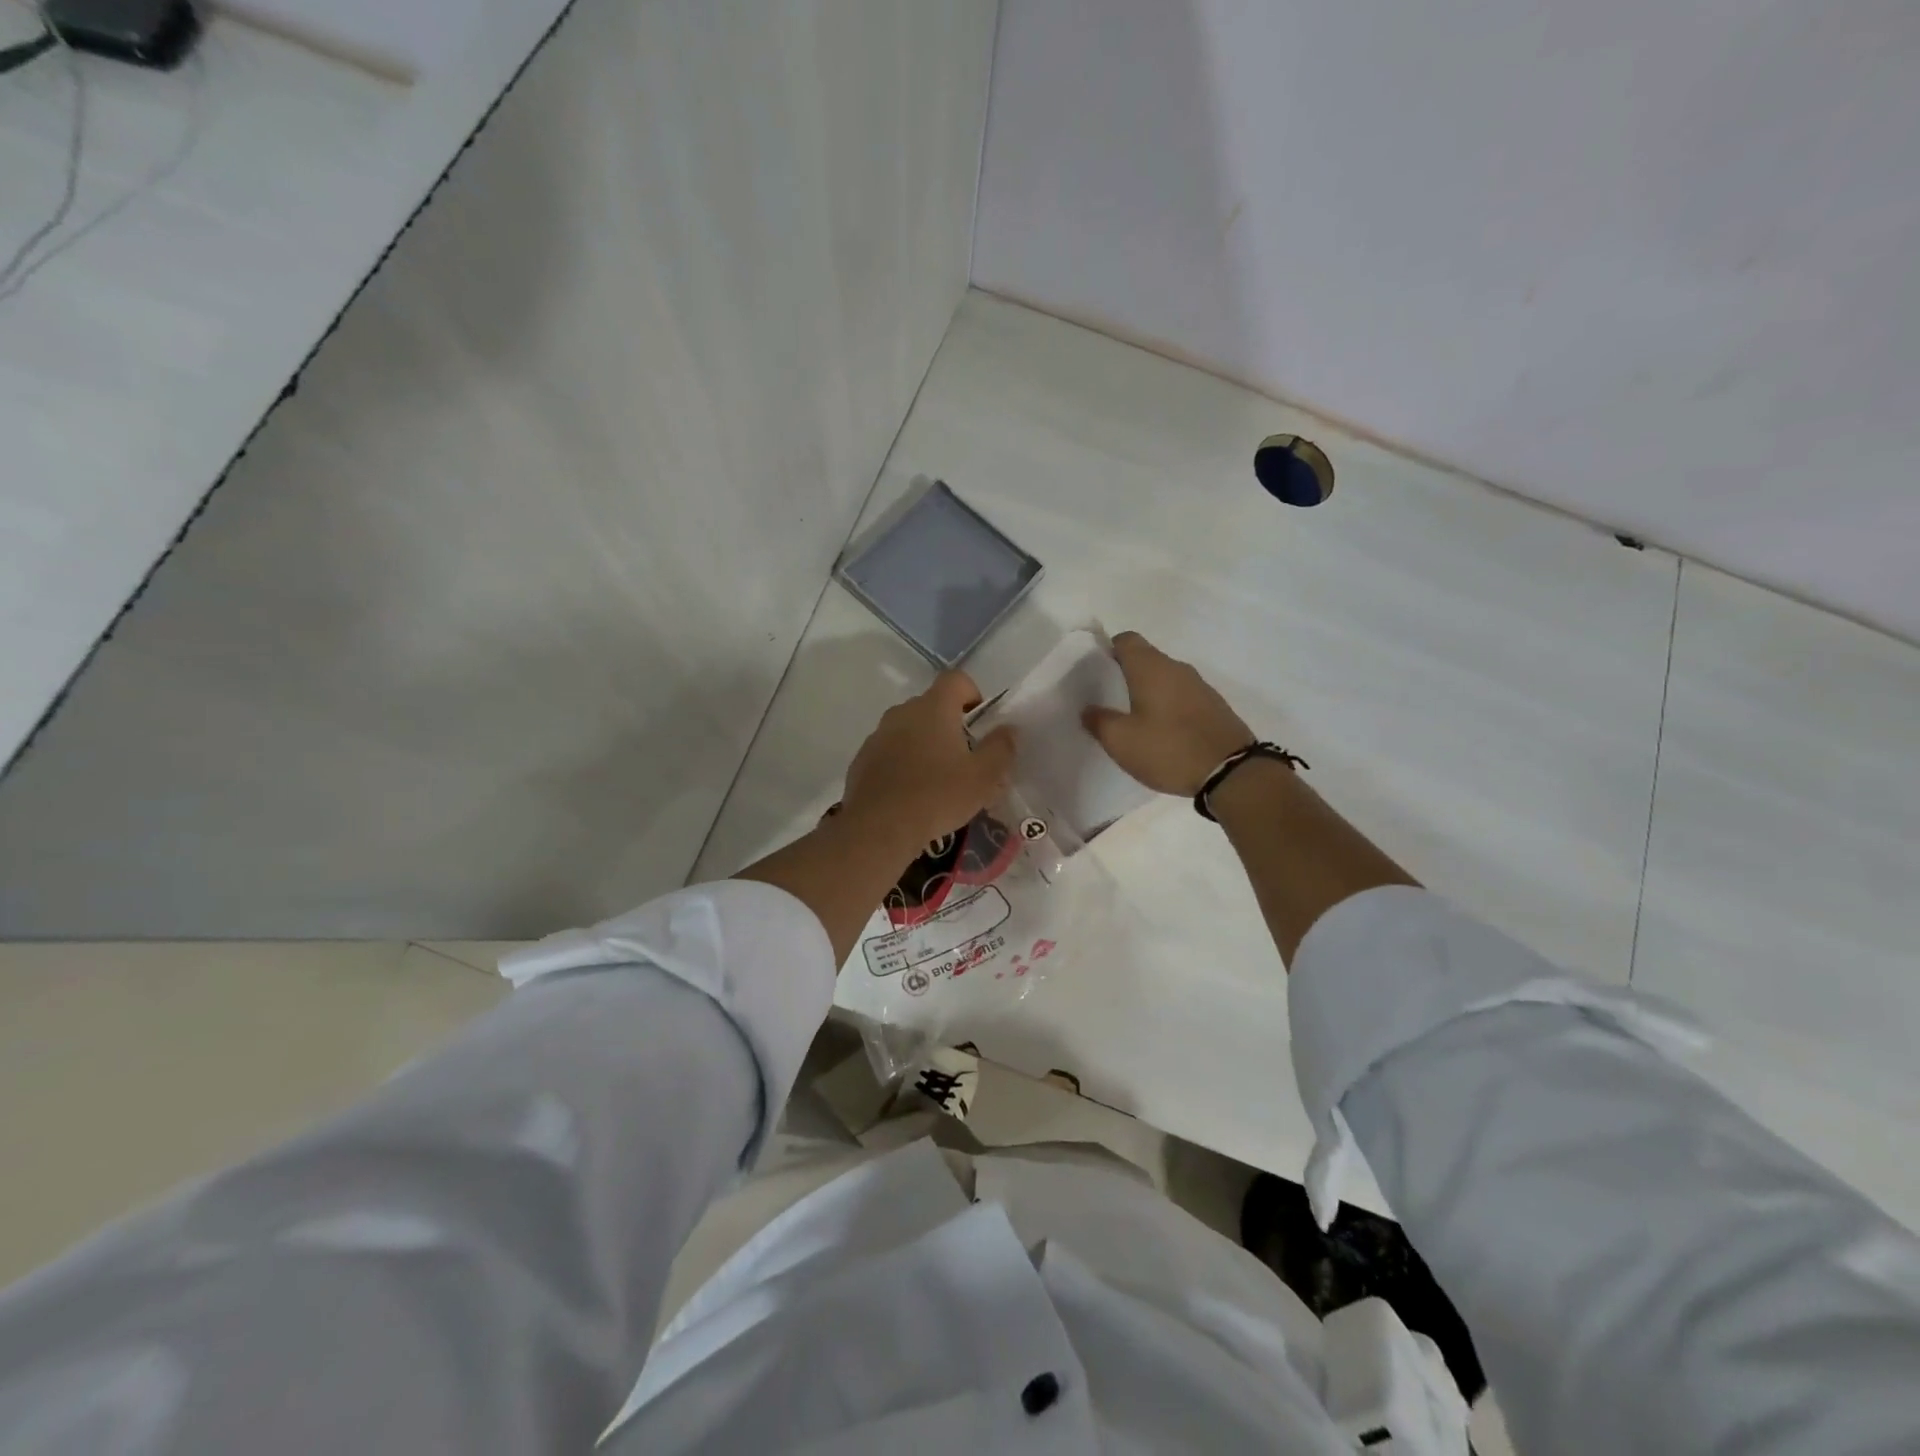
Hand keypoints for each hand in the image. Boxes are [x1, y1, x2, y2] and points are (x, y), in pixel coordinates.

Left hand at [842, 671, 1016, 851]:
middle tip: (964, 758)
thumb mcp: (983, 777)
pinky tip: (910, 794)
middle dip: (949, 725)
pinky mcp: (862, 760)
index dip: (972, 693)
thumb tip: (1008, 730)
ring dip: (924, 745)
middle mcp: (902, 712)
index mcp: (933, 708)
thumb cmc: (938, 796)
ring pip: (908, 730)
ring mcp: (878, 735)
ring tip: (936, 780)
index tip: (980, 722)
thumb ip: (1001, 748)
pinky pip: (889, 752)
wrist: (878, 827)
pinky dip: (902, 763)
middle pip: (931, 705)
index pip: (956, 679)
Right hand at [1083, 631, 1252, 795]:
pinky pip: (1182, 697)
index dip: (1107, 651)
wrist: (1231, 772)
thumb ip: (1099, 721)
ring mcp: (1200, 686)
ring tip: (1133, 720)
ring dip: (1148, 693)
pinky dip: (1168, 707)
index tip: (1095, 674)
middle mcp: (1177, 668)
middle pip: (1145, 659)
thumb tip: (1089, 709)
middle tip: (1108, 702)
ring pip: (1165, 679)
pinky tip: (1161, 733)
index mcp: (1151, 667)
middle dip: (1125, 675)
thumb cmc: (1169, 749)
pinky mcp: (1214, 706)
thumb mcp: (1121, 741)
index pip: (1125, 640)